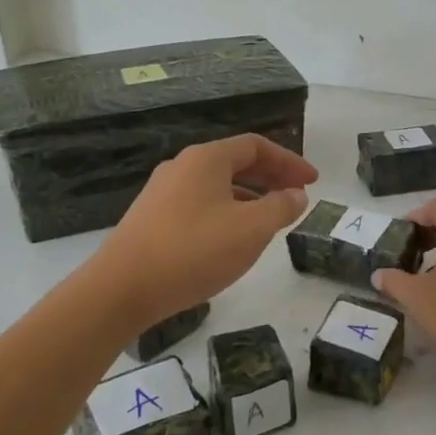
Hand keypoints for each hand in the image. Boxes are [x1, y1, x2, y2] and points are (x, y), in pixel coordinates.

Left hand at [95, 134, 317, 329]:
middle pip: (235, 162)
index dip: (289, 161)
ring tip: (270, 220)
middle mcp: (182, 167)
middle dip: (270, 177)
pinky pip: (199, 205)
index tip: (313, 181)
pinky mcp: (151, 219)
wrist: (123, 288)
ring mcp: (162, 192)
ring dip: (249, 197)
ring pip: (217, 186)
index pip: (256, 146)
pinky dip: (226, 212)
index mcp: (206, 159)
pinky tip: (232, 240)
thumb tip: (296, 194)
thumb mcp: (251, 229)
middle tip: (297, 196)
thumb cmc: (194, 251)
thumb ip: (280, 207)